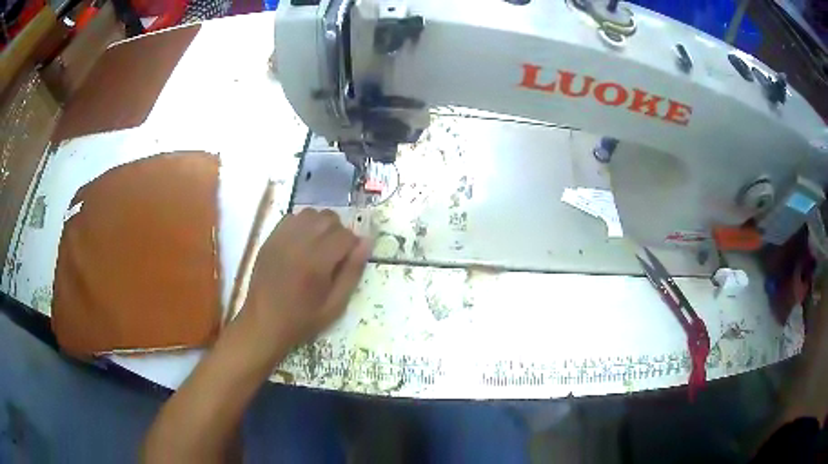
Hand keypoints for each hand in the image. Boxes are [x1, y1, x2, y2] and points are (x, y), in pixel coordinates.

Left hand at [239, 209, 369, 355]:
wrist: (263, 323)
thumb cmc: (302, 320)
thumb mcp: (335, 305)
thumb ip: (352, 272)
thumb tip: (366, 242)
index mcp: (317, 262)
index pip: (345, 235)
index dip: (353, 246)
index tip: (349, 260)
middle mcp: (299, 243)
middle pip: (329, 218)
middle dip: (338, 232)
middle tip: (335, 254)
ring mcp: (281, 238)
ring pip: (310, 213)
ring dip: (320, 225)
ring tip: (319, 247)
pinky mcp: (270, 239)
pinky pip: (291, 218)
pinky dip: (302, 225)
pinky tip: (301, 244)